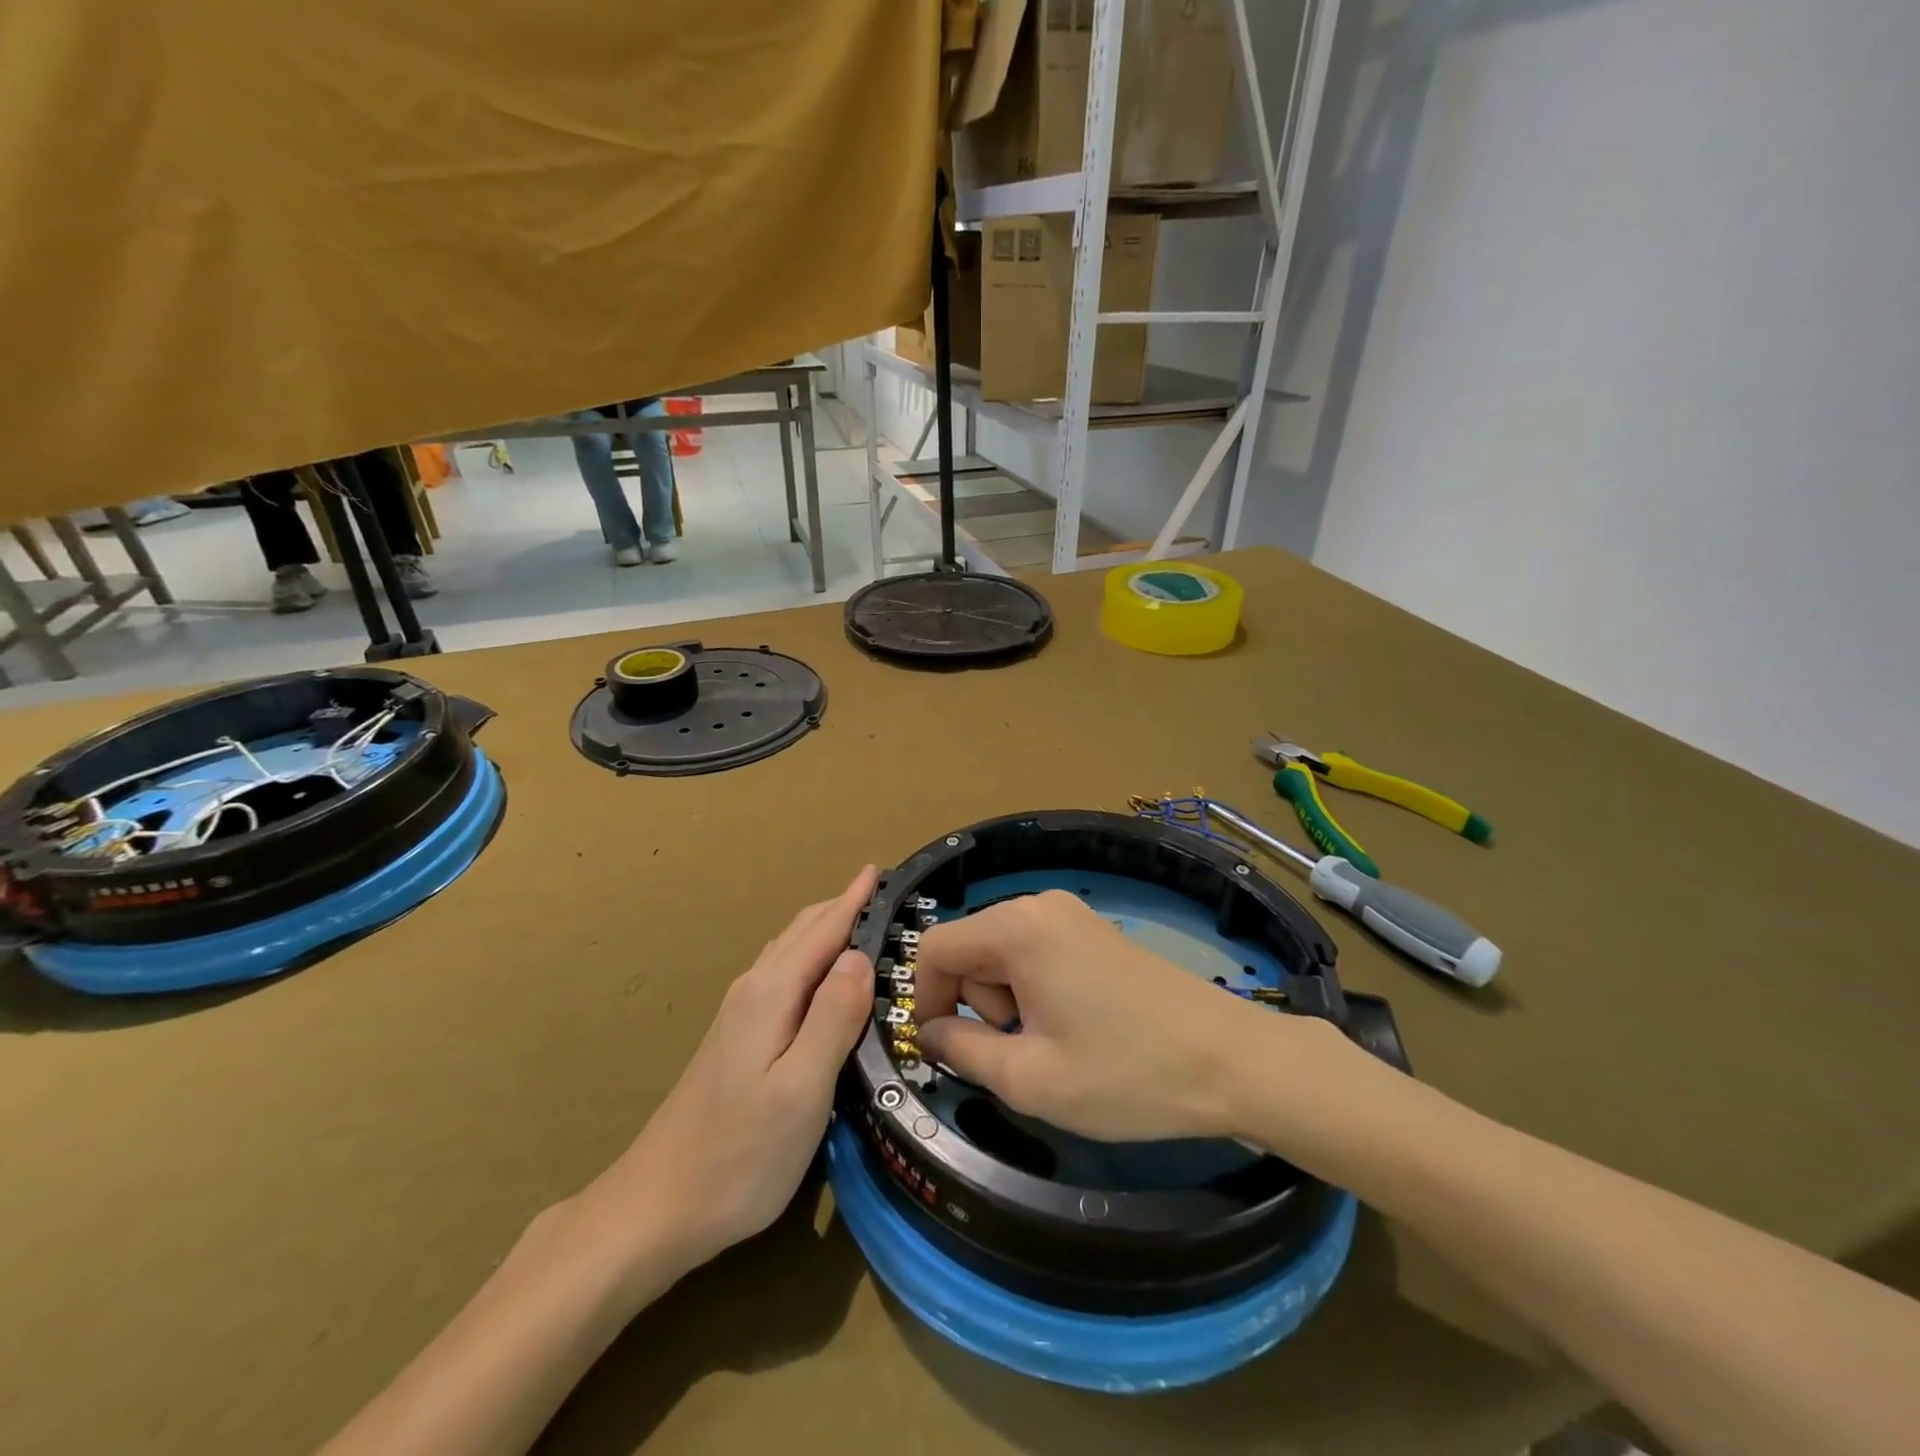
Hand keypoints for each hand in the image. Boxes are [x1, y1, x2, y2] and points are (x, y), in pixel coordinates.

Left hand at [572, 866, 878, 1284]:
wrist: (655, 1208)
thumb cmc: (739, 1154)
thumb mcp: (802, 1090)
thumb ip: (834, 1018)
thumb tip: (859, 956)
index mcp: (771, 993)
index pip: (822, 931)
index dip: (853, 899)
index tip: (880, 869)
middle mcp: (753, 991)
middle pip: (802, 932)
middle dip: (841, 907)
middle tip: (882, 892)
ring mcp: (740, 1014)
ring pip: (789, 952)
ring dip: (825, 930)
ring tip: (860, 922)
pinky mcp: (736, 1039)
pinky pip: (783, 975)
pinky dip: (811, 957)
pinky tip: (822, 977)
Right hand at [916, 889, 1348, 1143]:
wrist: (1231, 1060)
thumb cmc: (1125, 1073)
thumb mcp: (1029, 1078)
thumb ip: (961, 1049)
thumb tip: (930, 1031)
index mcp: (1017, 927)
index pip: (935, 948)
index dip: (924, 999)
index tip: (942, 1047)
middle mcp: (1040, 905)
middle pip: (970, 949)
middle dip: (978, 1004)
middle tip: (1019, 1053)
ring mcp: (1073, 915)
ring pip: (1003, 954)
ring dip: (1007, 1002)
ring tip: (1053, 1045)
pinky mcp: (1095, 932)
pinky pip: (1036, 954)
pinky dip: (1035, 991)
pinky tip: (1074, 1029)